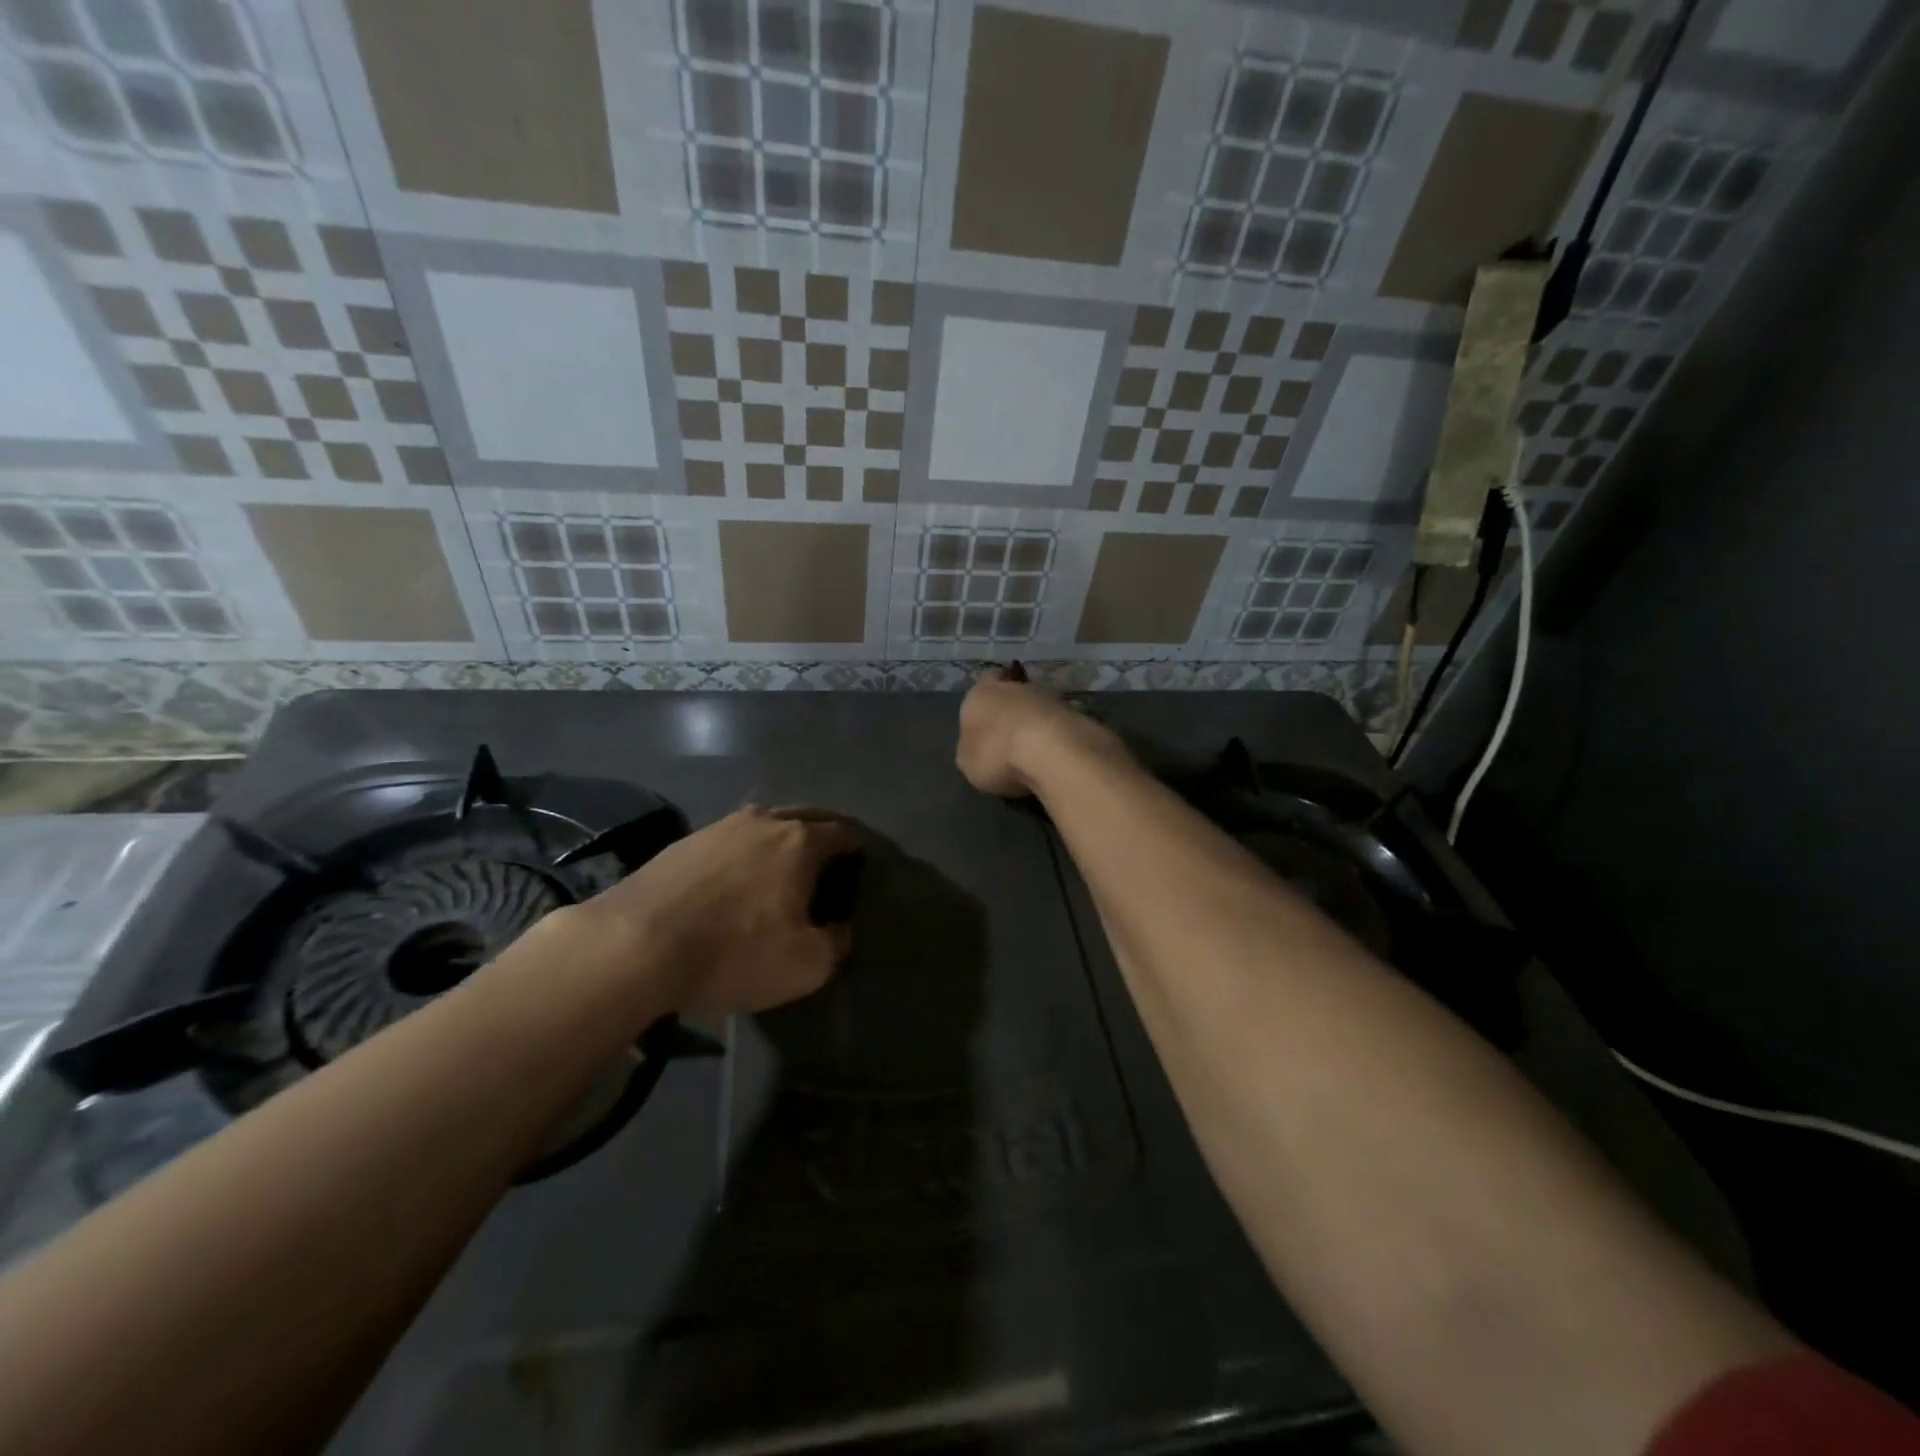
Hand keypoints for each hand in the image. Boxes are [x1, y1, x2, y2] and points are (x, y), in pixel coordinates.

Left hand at [576, 807, 860, 1017]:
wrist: (635, 945)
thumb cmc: (734, 951)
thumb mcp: (805, 965)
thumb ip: (836, 944)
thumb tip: (840, 930)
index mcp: (799, 842)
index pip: (841, 833)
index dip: (855, 847)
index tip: (859, 862)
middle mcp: (763, 822)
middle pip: (805, 816)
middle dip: (822, 831)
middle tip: (829, 855)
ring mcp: (719, 827)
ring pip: (764, 823)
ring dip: (780, 837)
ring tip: (781, 863)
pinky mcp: (684, 842)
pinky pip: (730, 839)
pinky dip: (743, 851)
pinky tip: (735, 875)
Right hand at [957, 668, 1118, 797]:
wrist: (1052, 752)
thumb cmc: (996, 754)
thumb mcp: (967, 762)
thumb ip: (972, 747)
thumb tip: (979, 745)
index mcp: (981, 694)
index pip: (983, 683)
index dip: (986, 702)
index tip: (988, 721)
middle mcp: (1015, 687)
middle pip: (1012, 694)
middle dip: (1013, 712)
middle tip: (1010, 739)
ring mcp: (1050, 697)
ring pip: (1038, 707)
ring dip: (1037, 723)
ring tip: (1036, 752)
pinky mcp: (1077, 713)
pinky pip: (1060, 724)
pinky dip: (1057, 736)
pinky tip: (1056, 756)